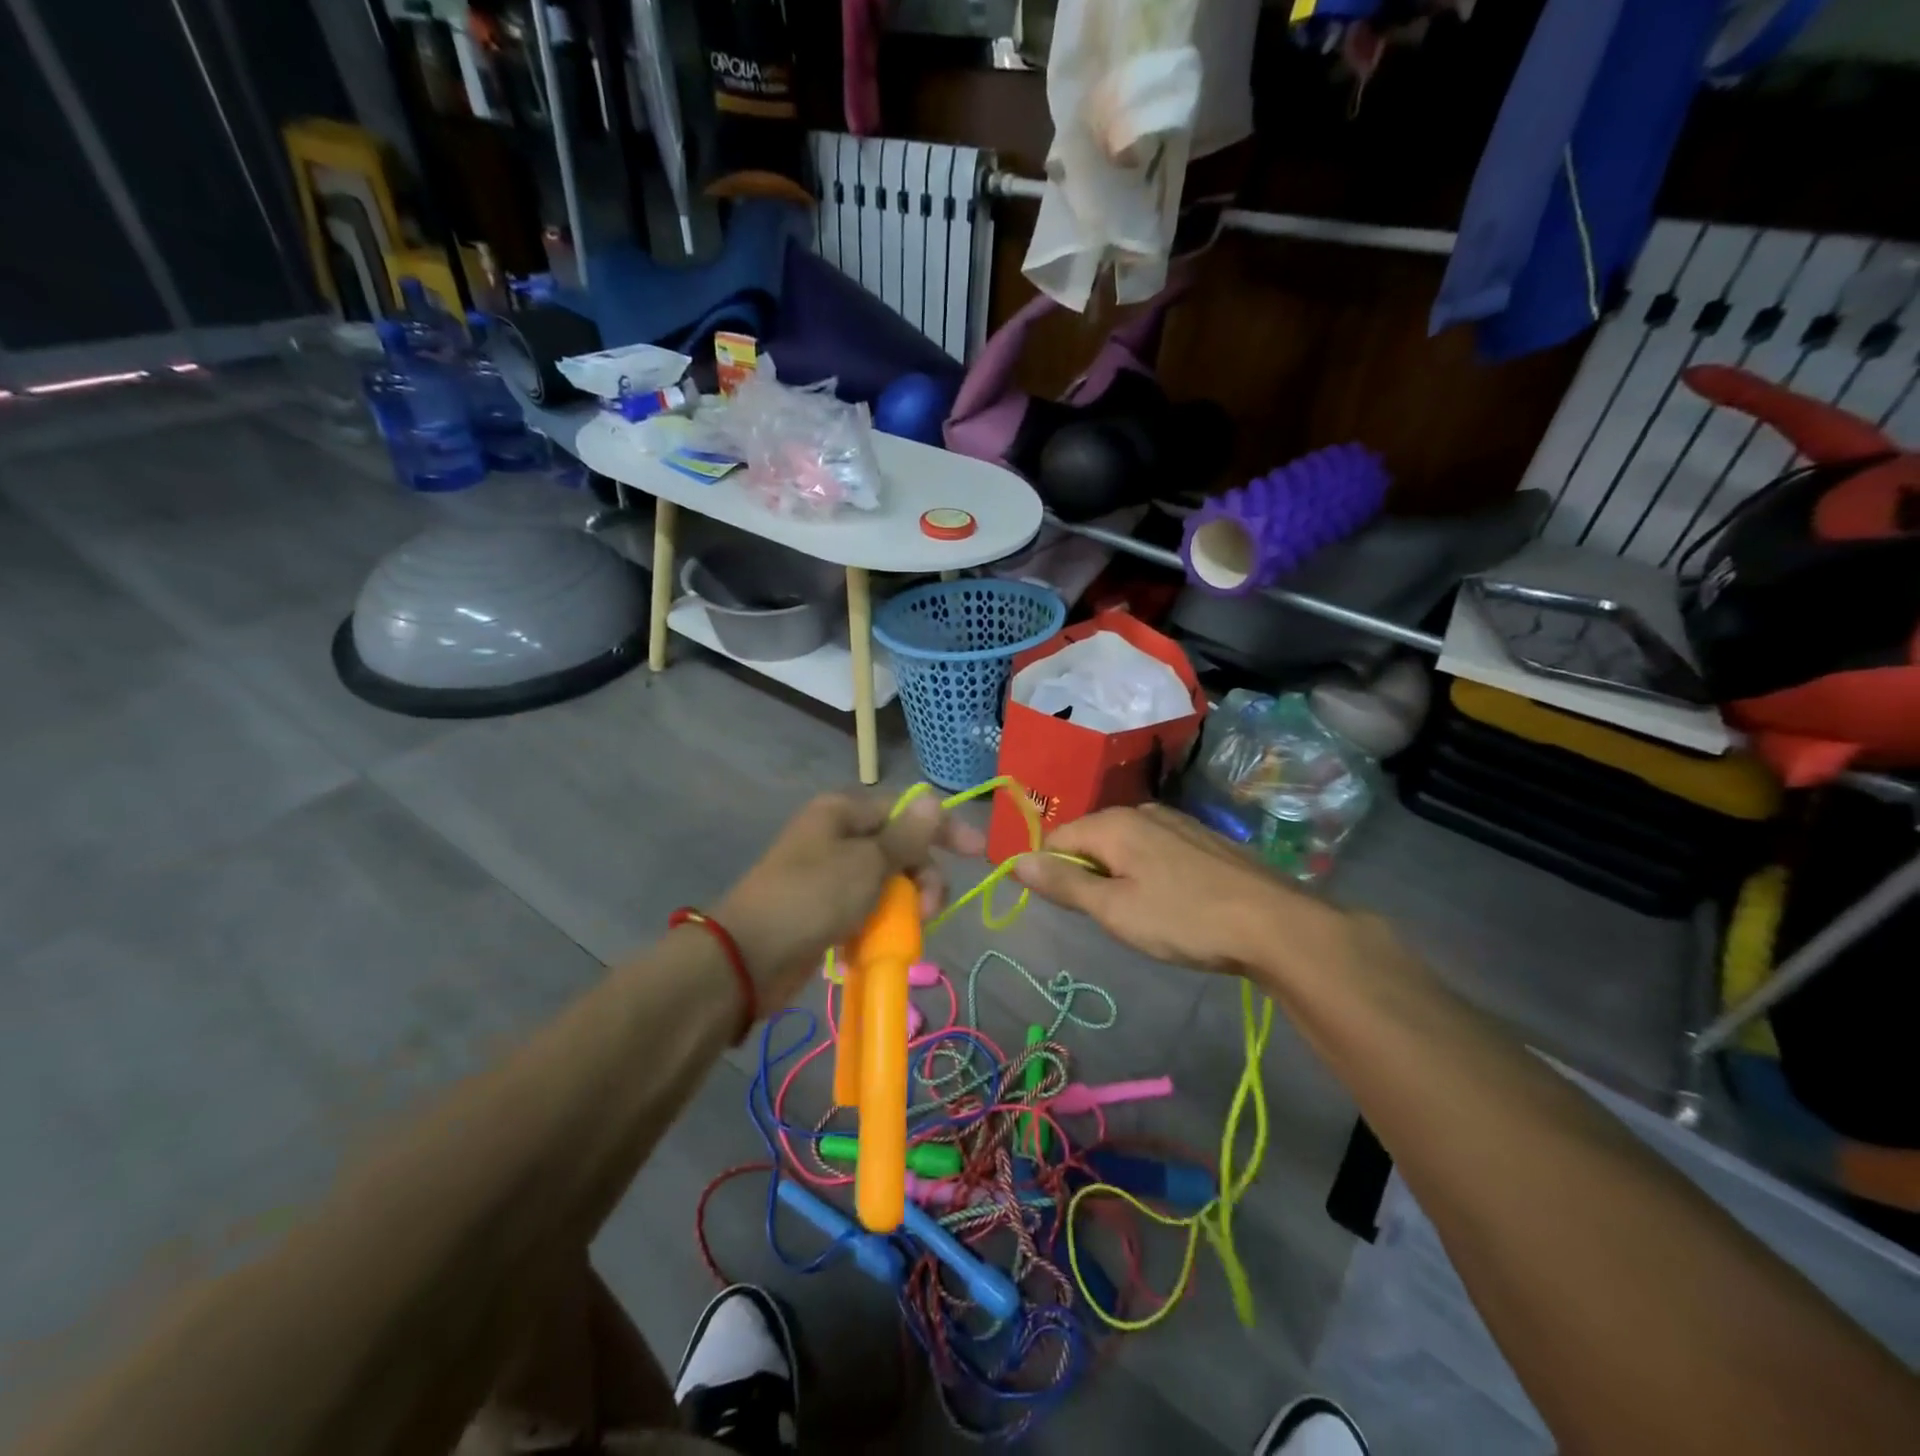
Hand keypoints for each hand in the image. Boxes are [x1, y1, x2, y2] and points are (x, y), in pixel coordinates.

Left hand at [716, 792, 985, 1007]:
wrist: (748, 956)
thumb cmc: (813, 897)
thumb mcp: (868, 864)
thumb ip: (907, 836)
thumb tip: (934, 798)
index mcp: (843, 813)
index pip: (906, 811)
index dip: (944, 829)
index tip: (977, 854)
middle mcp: (837, 837)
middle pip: (900, 851)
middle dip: (922, 880)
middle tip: (928, 911)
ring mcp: (829, 875)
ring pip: (887, 885)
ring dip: (902, 907)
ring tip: (900, 934)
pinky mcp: (824, 911)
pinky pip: (866, 910)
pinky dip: (878, 925)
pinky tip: (877, 945)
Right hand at [1014, 803, 1346, 978]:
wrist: (1275, 924)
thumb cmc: (1184, 919)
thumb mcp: (1114, 909)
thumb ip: (1064, 883)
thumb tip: (1016, 862)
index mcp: (1112, 823)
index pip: (1055, 840)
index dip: (1051, 874)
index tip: (1070, 909)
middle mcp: (1140, 812)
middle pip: (1089, 840)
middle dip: (1088, 876)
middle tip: (1111, 917)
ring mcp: (1175, 822)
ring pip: (1124, 846)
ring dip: (1119, 877)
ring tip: (1144, 915)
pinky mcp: (1202, 838)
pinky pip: (1155, 850)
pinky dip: (1149, 873)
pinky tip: (1174, 903)